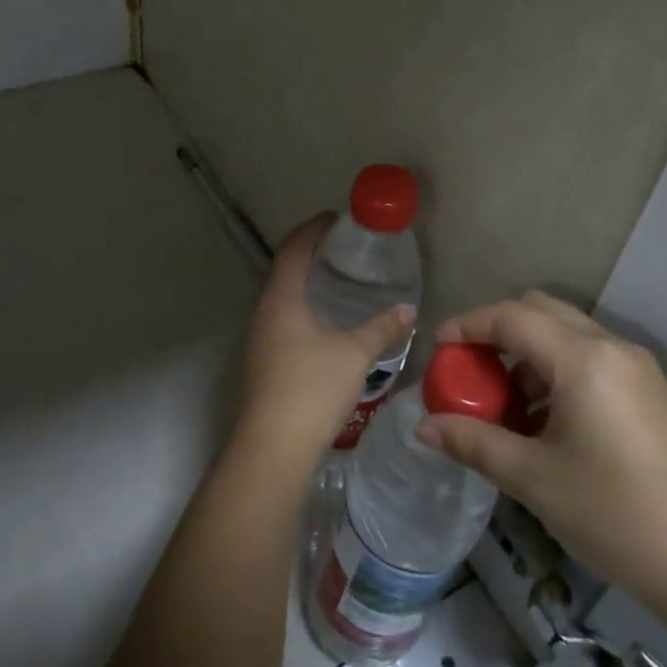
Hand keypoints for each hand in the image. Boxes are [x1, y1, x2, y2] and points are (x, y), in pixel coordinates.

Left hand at [233, 215, 415, 474]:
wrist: (272, 448)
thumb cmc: (311, 388)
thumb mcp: (354, 354)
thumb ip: (381, 328)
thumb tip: (408, 309)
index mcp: (281, 298)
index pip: (293, 248)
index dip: (313, 229)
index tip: (335, 218)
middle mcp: (264, 311)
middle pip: (284, 269)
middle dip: (310, 253)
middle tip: (342, 248)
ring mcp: (259, 338)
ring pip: (282, 296)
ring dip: (306, 283)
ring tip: (338, 281)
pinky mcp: (262, 361)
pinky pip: (282, 319)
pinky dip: (303, 308)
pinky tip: (325, 323)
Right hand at [417, 291, 666, 635]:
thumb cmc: (620, 517)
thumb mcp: (535, 480)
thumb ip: (474, 443)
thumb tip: (423, 428)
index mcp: (581, 357)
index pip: (511, 316)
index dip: (468, 325)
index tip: (437, 347)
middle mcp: (611, 347)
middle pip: (540, 310)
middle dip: (498, 332)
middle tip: (469, 372)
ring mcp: (638, 369)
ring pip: (567, 334)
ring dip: (528, 354)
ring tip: (505, 407)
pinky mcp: (652, 394)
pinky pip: (591, 360)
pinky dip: (557, 372)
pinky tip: (547, 424)